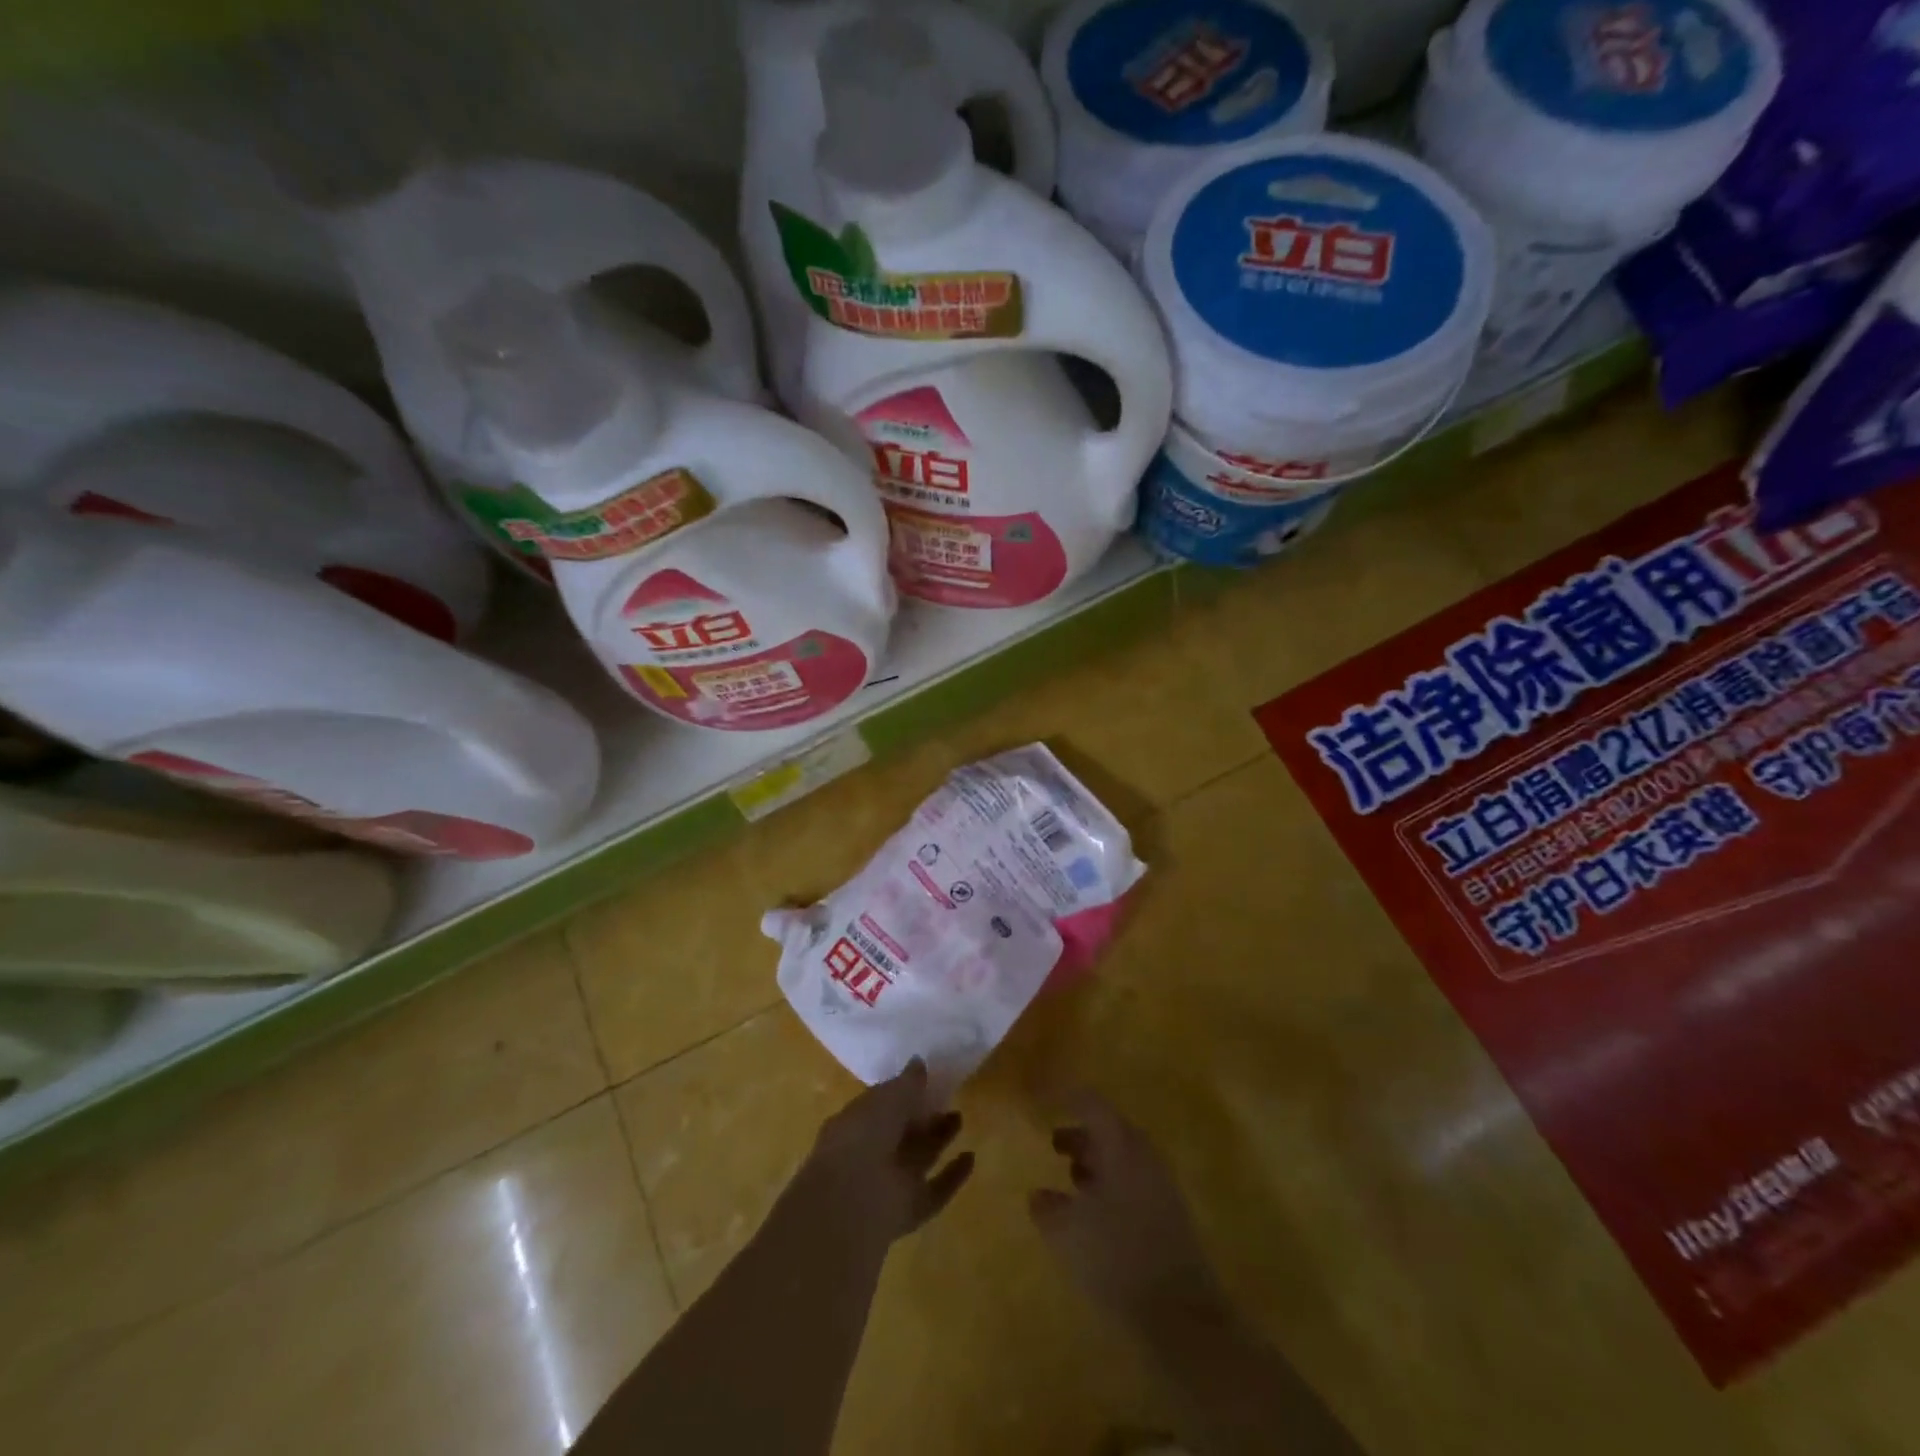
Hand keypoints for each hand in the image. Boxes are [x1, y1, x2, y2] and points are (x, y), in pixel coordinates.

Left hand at [785, 1058, 975, 1258]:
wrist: (853, 1201)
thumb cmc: (863, 1136)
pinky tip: (971, 1157)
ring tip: (960, 1118)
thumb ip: (907, 1082)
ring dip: (939, 1139)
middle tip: (947, 1099)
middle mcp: (871, 1155)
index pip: (882, 1106)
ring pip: (918, 1158)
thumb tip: (919, 1062)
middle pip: (902, 1133)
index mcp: (856, 1124)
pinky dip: (953, 1176)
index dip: (902, 1094)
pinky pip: (936, 1190)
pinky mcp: (909, 1211)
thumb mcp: (887, 1097)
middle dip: (923, 1117)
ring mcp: (890, 1184)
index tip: (925, 1081)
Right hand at [1029, 1091, 1225, 1328]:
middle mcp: (1143, 1154)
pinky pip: (1133, 1180)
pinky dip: (1110, 1182)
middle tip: (1053, 1143)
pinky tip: (1095, 1211)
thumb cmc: (1117, 1257)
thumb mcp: (1068, 1233)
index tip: (1041, 1096)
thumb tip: (1038, 1195)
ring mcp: (1160, 1183)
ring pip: (1122, 1155)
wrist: (1181, 1313)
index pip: (1090, 1102)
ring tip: (1071, 1177)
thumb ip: (1047, 1208)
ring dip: (1095, 1159)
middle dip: (1080, 1131)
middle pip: (1109, 1127)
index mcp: (1120, 1145)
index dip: (1064, 1095)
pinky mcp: (1169, 1212)